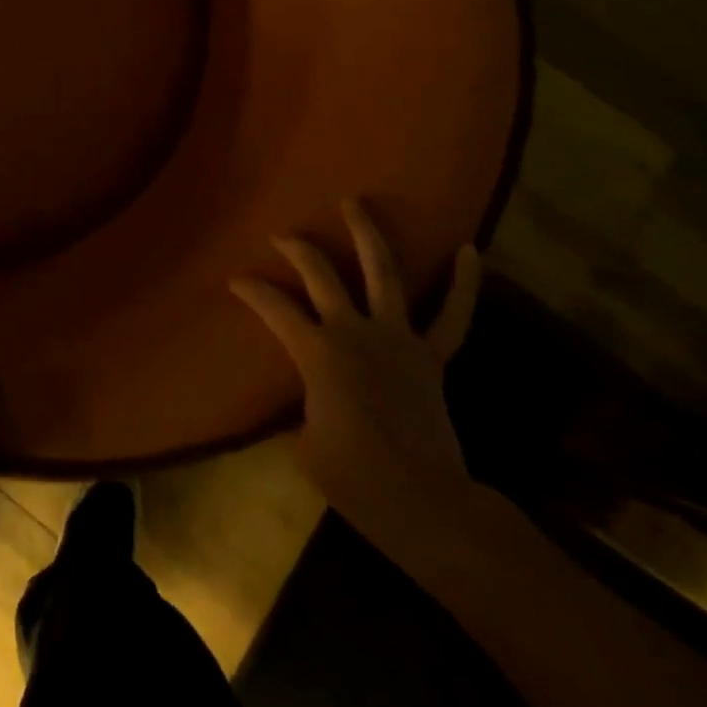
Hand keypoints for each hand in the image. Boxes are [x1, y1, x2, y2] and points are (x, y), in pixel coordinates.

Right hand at [231, 201, 481, 526]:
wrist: (424, 504)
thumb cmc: (355, 478)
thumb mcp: (306, 443)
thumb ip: (305, 406)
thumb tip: (314, 400)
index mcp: (317, 351)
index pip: (273, 308)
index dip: (251, 291)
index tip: (235, 281)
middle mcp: (354, 331)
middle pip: (321, 274)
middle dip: (298, 249)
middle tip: (282, 235)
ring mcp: (397, 338)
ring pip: (382, 273)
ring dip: (367, 234)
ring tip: (355, 203)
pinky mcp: (432, 357)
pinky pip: (452, 316)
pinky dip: (463, 283)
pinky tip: (470, 250)